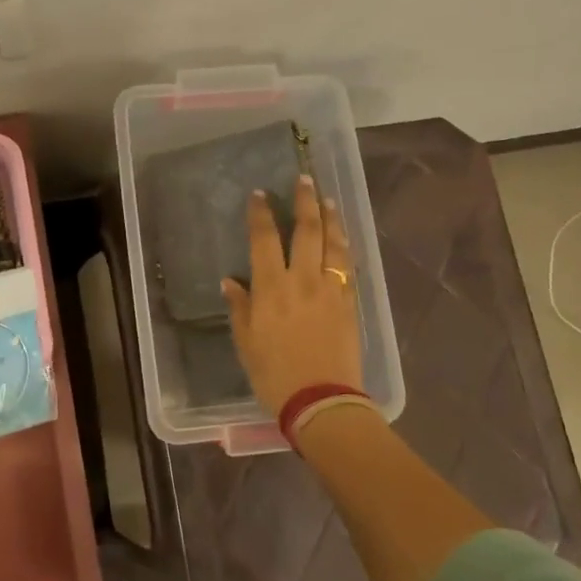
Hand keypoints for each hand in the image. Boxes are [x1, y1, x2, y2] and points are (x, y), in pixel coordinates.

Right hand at [222, 177, 363, 413]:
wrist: (322, 401)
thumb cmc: (275, 374)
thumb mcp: (246, 342)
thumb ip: (239, 307)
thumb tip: (230, 282)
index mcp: (271, 287)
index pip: (264, 239)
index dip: (261, 213)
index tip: (259, 194)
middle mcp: (302, 279)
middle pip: (306, 230)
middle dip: (304, 201)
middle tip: (304, 179)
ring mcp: (331, 289)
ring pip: (333, 244)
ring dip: (330, 218)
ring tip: (327, 200)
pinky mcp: (350, 304)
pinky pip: (348, 266)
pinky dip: (345, 246)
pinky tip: (343, 239)